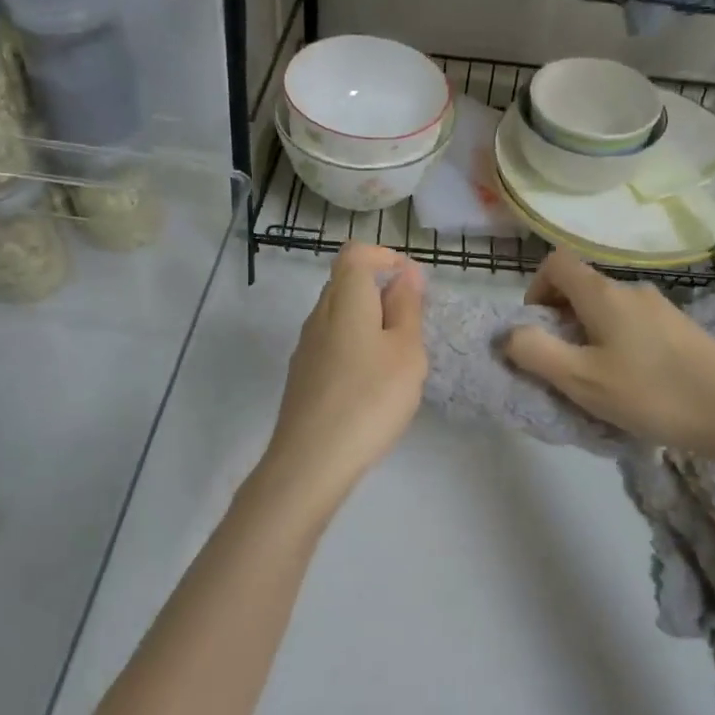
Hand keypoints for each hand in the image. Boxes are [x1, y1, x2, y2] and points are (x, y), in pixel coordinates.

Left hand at [253, 243, 428, 515]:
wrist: (311, 460)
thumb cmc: (370, 399)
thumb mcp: (406, 351)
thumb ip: (407, 307)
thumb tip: (406, 271)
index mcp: (344, 300)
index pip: (355, 254)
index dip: (384, 256)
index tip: (412, 282)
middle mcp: (318, 315)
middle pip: (345, 282)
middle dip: (381, 291)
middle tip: (412, 324)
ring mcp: (306, 346)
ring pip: (338, 315)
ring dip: (369, 321)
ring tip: (397, 357)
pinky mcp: (302, 375)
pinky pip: (331, 342)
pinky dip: (355, 346)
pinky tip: (371, 382)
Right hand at [504, 250, 714, 468]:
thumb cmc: (653, 392)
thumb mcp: (582, 379)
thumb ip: (536, 353)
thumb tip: (509, 334)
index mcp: (604, 294)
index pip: (556, 263)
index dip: (535, 289)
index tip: (537, 329)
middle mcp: (632, 291)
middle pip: (582, 288)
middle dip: (560, 321)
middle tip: (563, 366)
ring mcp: (662, 310)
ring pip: (608, 311)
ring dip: (589, 337)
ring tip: (597, 383)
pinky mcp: (683, 332)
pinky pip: (634, 328)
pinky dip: (618, 347)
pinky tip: (633, 388)